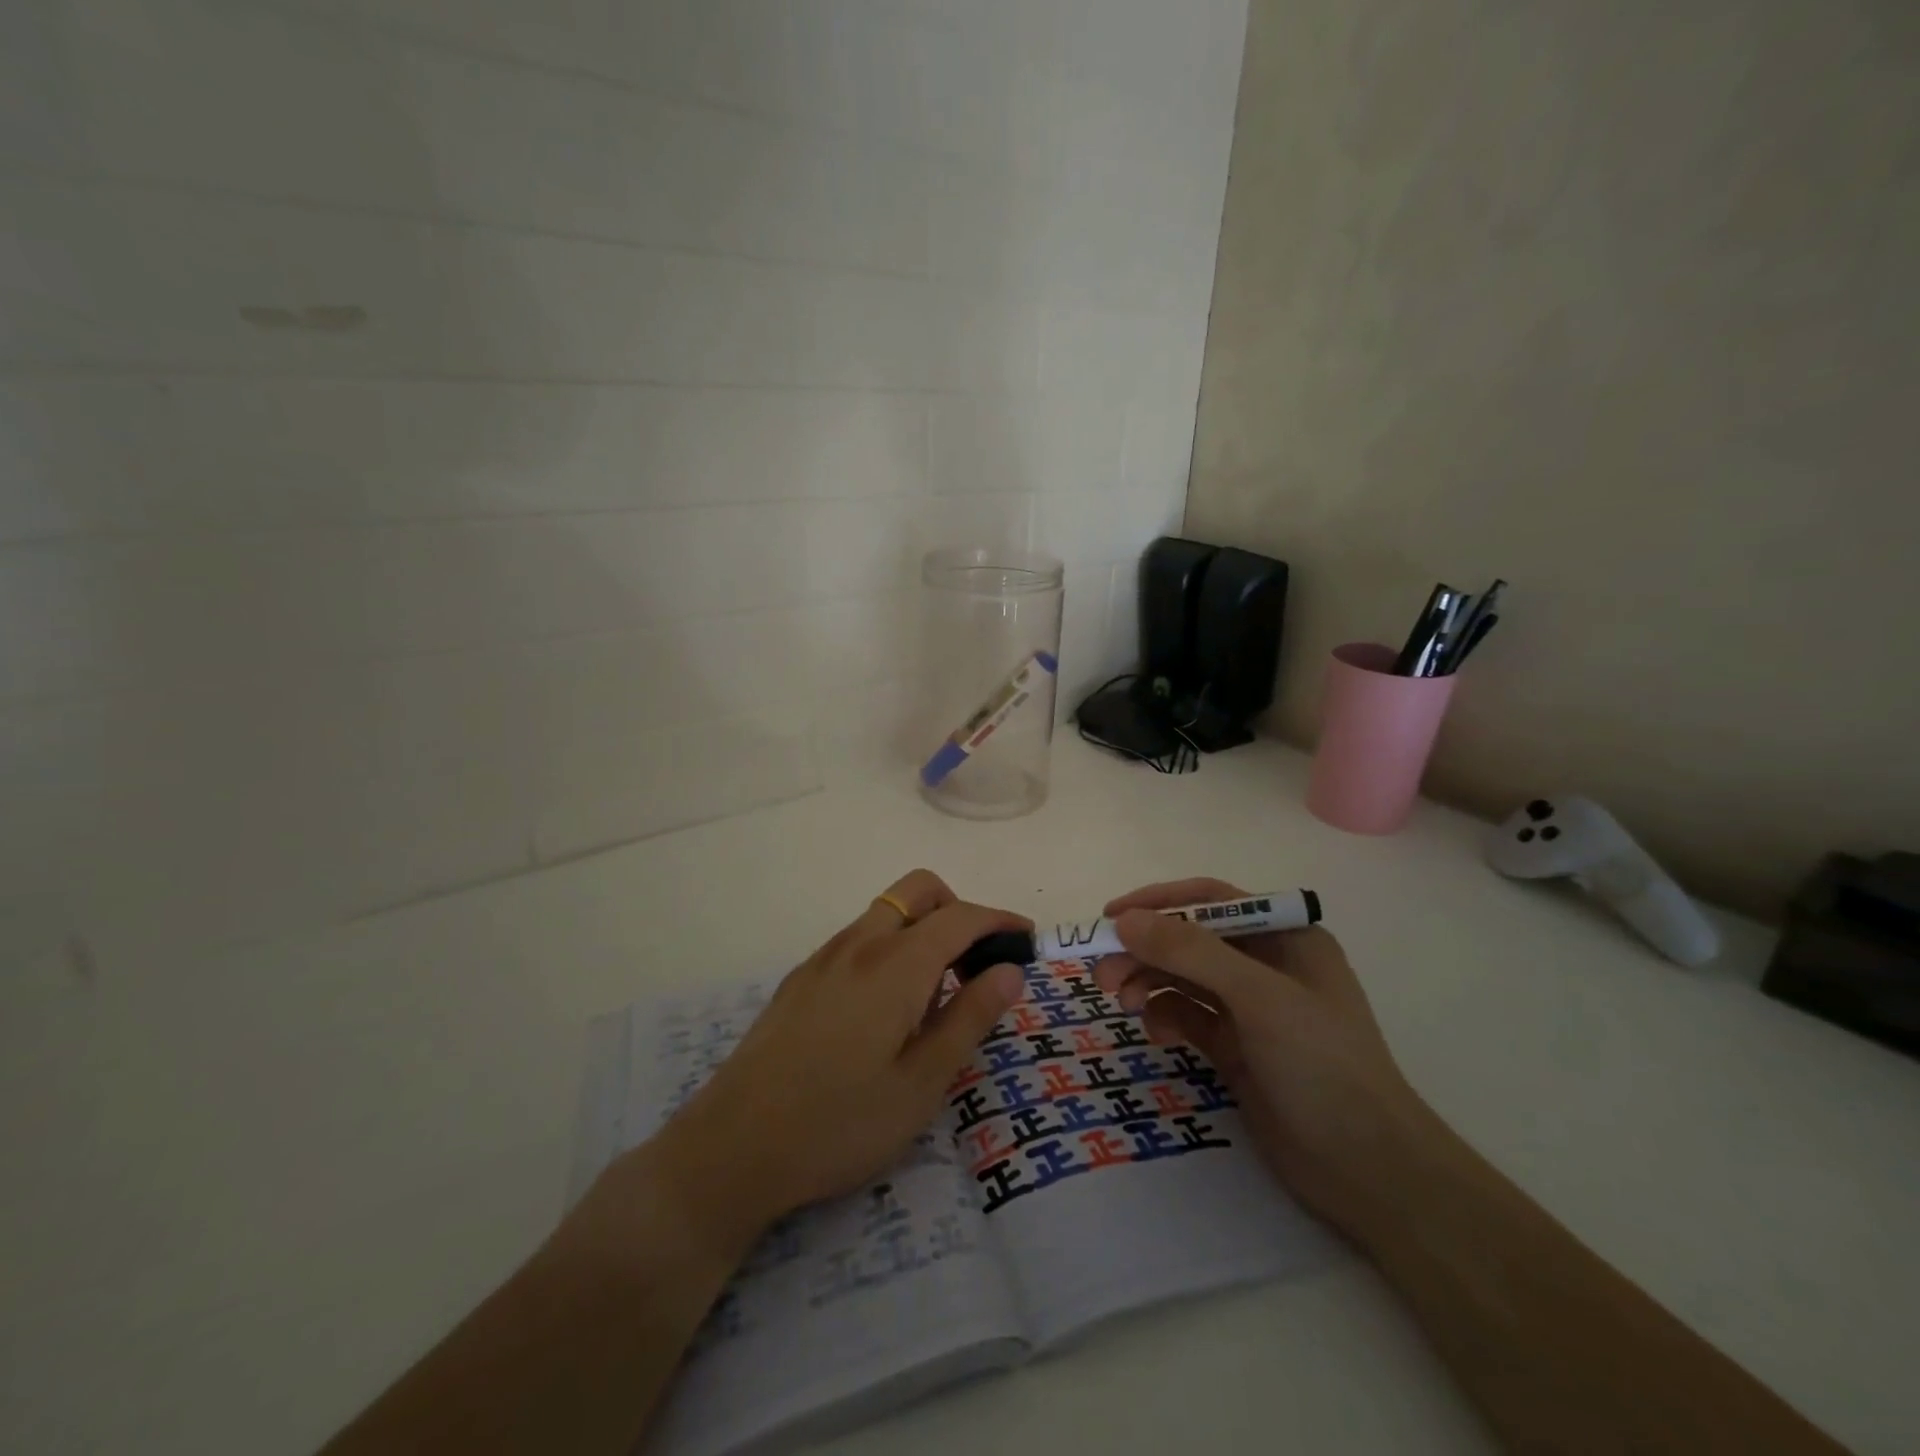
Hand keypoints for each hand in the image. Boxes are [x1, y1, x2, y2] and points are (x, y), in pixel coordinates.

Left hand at [636, 870, 1028, 1255]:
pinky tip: (885, 1009)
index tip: (1027, 939)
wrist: (731, 1149)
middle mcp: (859, 944)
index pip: (961, 917)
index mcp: (896, 965)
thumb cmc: (839, 1124)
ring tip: (935, 995)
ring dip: (922, 929)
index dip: (1000, 920)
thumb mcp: (921, 1084)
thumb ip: (970, 1018)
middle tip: (977, 963)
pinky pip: (858, 939)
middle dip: (958, 909)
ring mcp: (824, 957)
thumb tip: (1010, 970)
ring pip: (886, 913)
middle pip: (919, 891)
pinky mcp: (800, 978)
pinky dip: (890, 948)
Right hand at [1092, 878, 1432, 1238]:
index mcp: (1285, 936)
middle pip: (1189, 941)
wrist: (1369, 1172)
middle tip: (1102, 974)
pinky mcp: (1236, 1047)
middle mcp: (1266, 964)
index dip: (1158, 902)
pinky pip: (1187, 1016)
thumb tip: (1125, 920)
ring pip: (1182, 978)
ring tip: (1120, 1002)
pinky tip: (1158, 1035)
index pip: (1210, 900)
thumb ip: (1191, 952)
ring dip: (1148, 982)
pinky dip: (1165, 1017)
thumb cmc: (1322, 1065)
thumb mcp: (1258, 998)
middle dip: (1145, 952)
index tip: (1110, 916)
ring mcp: (1250, 1008)